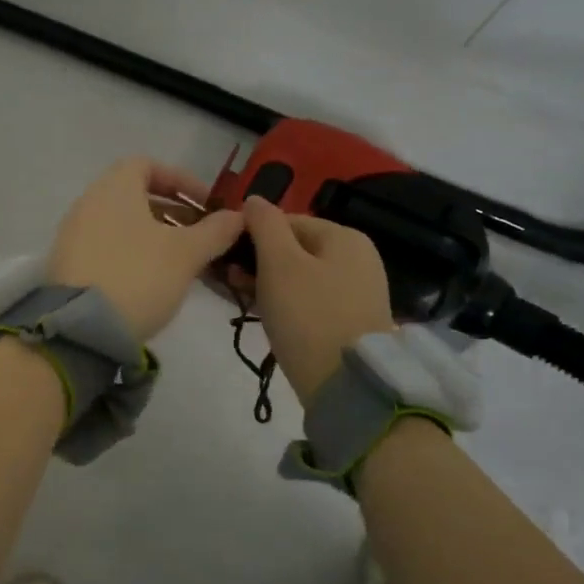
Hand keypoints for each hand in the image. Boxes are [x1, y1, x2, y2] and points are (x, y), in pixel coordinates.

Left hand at [48, 159, 243, 341]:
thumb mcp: (186, 254)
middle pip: (136, 196)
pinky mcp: (68, 265)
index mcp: (114, 187)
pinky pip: (108, 247)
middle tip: (203, 237)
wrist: (82, 328)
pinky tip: (154, 281)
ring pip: (123, 225)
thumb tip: (238, 216)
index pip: (147, 165)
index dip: (181, 180)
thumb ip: (215, 231)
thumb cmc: (139, 276)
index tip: (207, 204)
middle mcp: (89, 203)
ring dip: (156, 236)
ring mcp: (74, 235)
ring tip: (185, 263)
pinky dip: (134, 254)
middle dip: (174, 213)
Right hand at [243, 197, 393, 406]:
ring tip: (242, 300)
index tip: (225, 257)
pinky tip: (267, 316)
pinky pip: (311, 299)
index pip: (287, 221)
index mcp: (344, 236)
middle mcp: (358, 257)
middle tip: (230, 283)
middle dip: (259, 262)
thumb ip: (265, 225)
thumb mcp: (279, 263)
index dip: (252, 235)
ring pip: (301, 276)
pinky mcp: (352, 320)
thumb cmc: (308, 315)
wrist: (346, 384)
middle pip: (295, 248)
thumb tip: (254, 199)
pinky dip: (287, 303)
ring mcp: (358, 290)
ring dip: (268, 284)